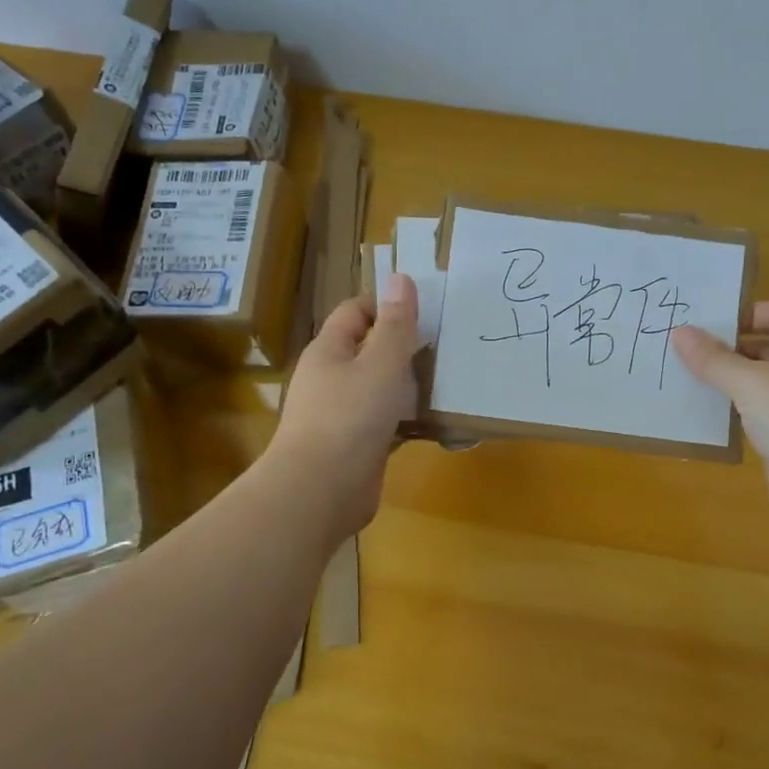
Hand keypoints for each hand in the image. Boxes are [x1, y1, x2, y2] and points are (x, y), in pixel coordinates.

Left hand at [271, 273, 422, 540]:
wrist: (320, 491)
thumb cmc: (350, 417)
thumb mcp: (381, 364)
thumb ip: (396, 325)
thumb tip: (401, 277)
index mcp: (329, 350)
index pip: (355, 311)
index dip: (387, 305)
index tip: (426, 313)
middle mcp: (331, 378)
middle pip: (368, 349)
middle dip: (404, 346)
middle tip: (446, 345)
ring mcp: (341, 414)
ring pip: (379, 388)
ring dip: (408, 384)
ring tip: (448, 379)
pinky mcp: (355, 445)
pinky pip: (385, 421)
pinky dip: (407, 418)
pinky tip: (435, 420)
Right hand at [672, 302, 768, 534]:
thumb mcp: (748, 381)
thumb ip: (712, 358)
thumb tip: (679, 331)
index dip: (747, 314)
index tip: (709, 326)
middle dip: (730, 349)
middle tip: (687, 352)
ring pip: (762, 382)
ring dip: (730, 382)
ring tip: (688, 380)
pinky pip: (761, 413)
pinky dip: (737, 411)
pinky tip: (706, 415)